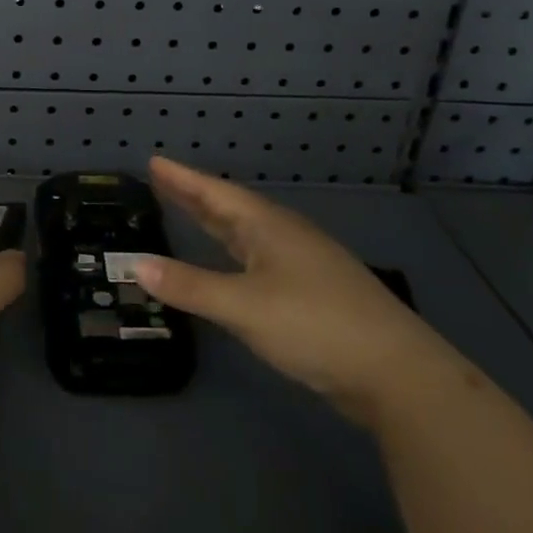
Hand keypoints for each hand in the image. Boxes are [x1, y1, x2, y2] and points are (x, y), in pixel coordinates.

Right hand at [133, 157, 452, 421]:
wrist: (396, 372)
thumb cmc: (314, 325)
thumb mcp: (243, 306)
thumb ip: (189, 286)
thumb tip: (136, 264)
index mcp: (269, 227)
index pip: (216, 193)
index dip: (183, 179)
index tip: (154, 161)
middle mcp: (285, 236)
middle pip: (231, 208)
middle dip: (195, 195)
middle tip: (162, 180)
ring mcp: (302, 264)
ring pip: (247, 234)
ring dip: (215, 222)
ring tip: (188, 211)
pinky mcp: (311, 293)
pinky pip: (258, 259)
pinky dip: (232, 253)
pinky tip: (230, 264)